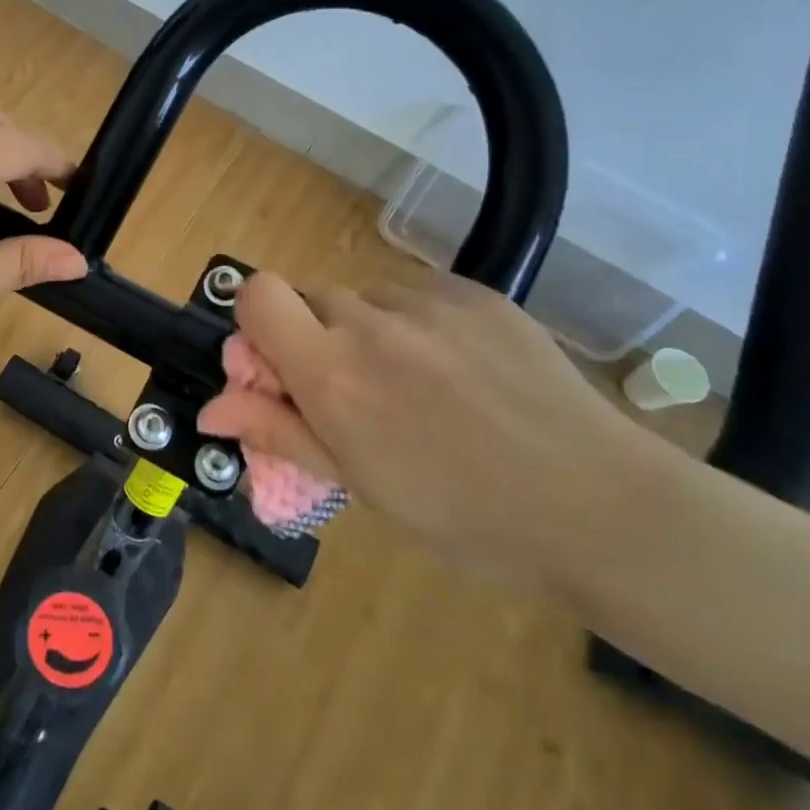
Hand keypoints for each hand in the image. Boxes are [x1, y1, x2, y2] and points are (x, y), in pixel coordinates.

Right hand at [197, 267, 669, 591]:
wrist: (598, 507)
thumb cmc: (465, 516)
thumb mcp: (360, 484)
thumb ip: (279, 431)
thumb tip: (210, 409)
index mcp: (333, 374)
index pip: (258, 295)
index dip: (257, 322)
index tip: (280, 364)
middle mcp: (372, 323)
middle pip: (311, 297)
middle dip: (317, 336)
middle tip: (356, 391)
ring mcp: (429, 302)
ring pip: (366, 298)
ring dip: (370, 331)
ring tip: (421, 387)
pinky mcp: (476, 293)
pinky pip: (419, 295)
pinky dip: (419, 325)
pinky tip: (461, 372)